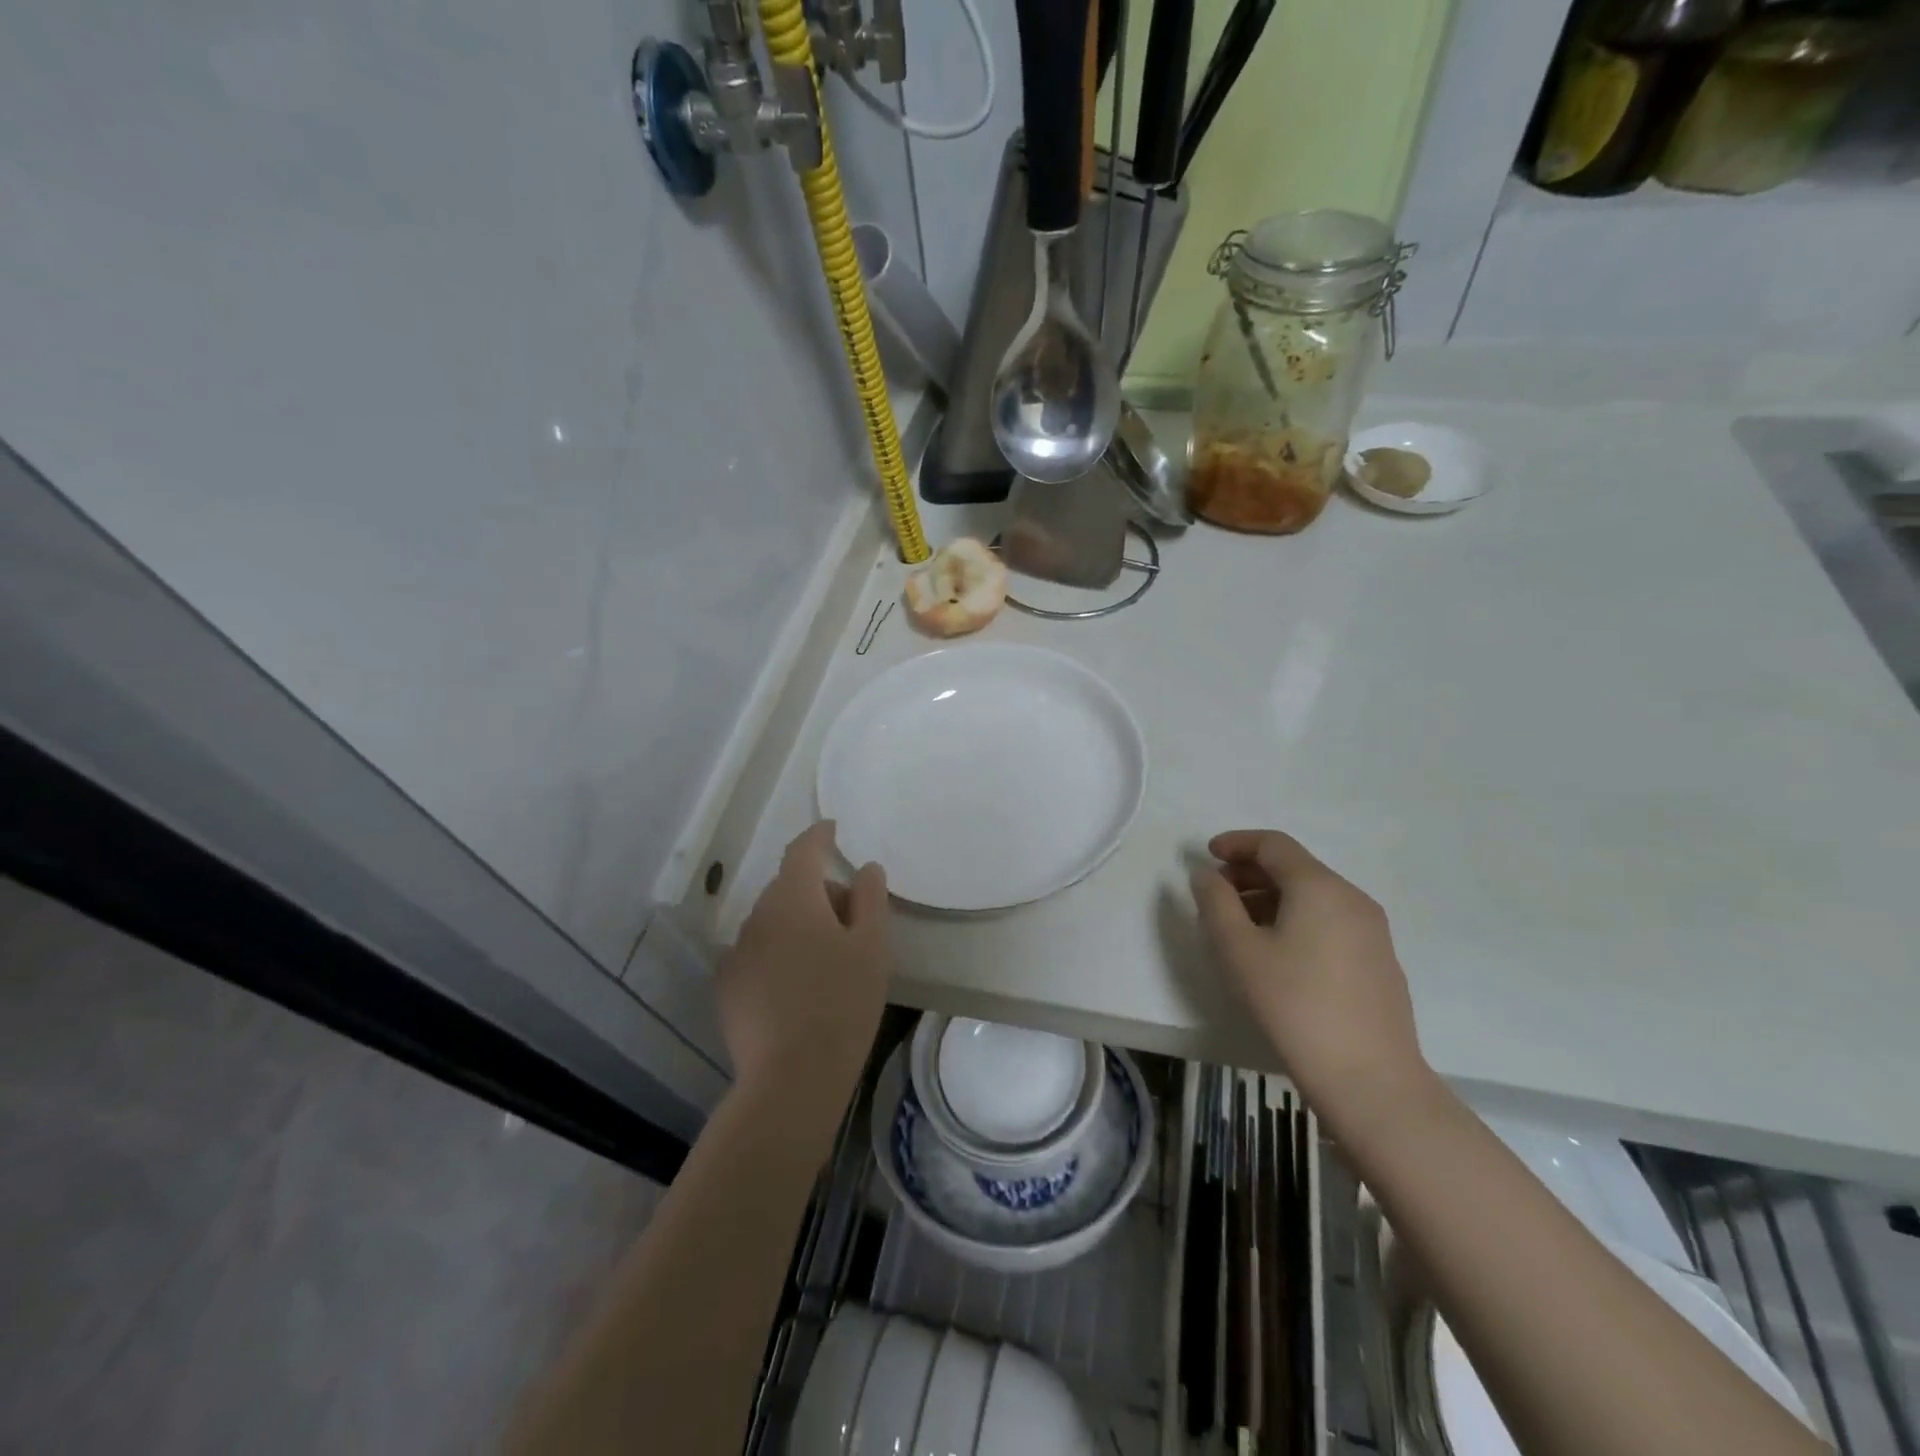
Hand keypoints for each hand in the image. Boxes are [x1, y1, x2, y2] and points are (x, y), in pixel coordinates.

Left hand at [718, 822, 891, 1106]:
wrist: (792, 1078)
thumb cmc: (843, 1003)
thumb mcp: (872, 947)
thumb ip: (870, 898)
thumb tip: (865, 868)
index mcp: (793, 899)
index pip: (803, 850)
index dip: (819, 836)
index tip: (832, 829)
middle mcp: (758, 916)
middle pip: (789, 887)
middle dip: (819, 892)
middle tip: (853, 922)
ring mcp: (738, 952)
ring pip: (773, 921)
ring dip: (798, 924)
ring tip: (828, 960)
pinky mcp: (728, 987)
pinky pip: (758, 952)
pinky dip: (779, 954)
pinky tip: (799, 988)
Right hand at [1190, 830, 1428, 1121]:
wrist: (1370, 1078)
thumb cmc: (1294, 1005)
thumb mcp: (1238, 951)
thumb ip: (1215, 903)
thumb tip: (1208, 876)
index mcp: (1319, 887)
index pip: (1273, 844)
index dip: (1236, 843)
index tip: (1207, 855)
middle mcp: (1351, 898)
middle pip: (1295, 867)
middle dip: (1251, 872)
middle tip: (1217, 894)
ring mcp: (1371, 930)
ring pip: (1313, 895)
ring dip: (1271, 898)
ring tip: (1240, 927)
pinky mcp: (1379, 960)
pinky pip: (1330, 920)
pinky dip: (1297, 919)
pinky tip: (1278, 954)